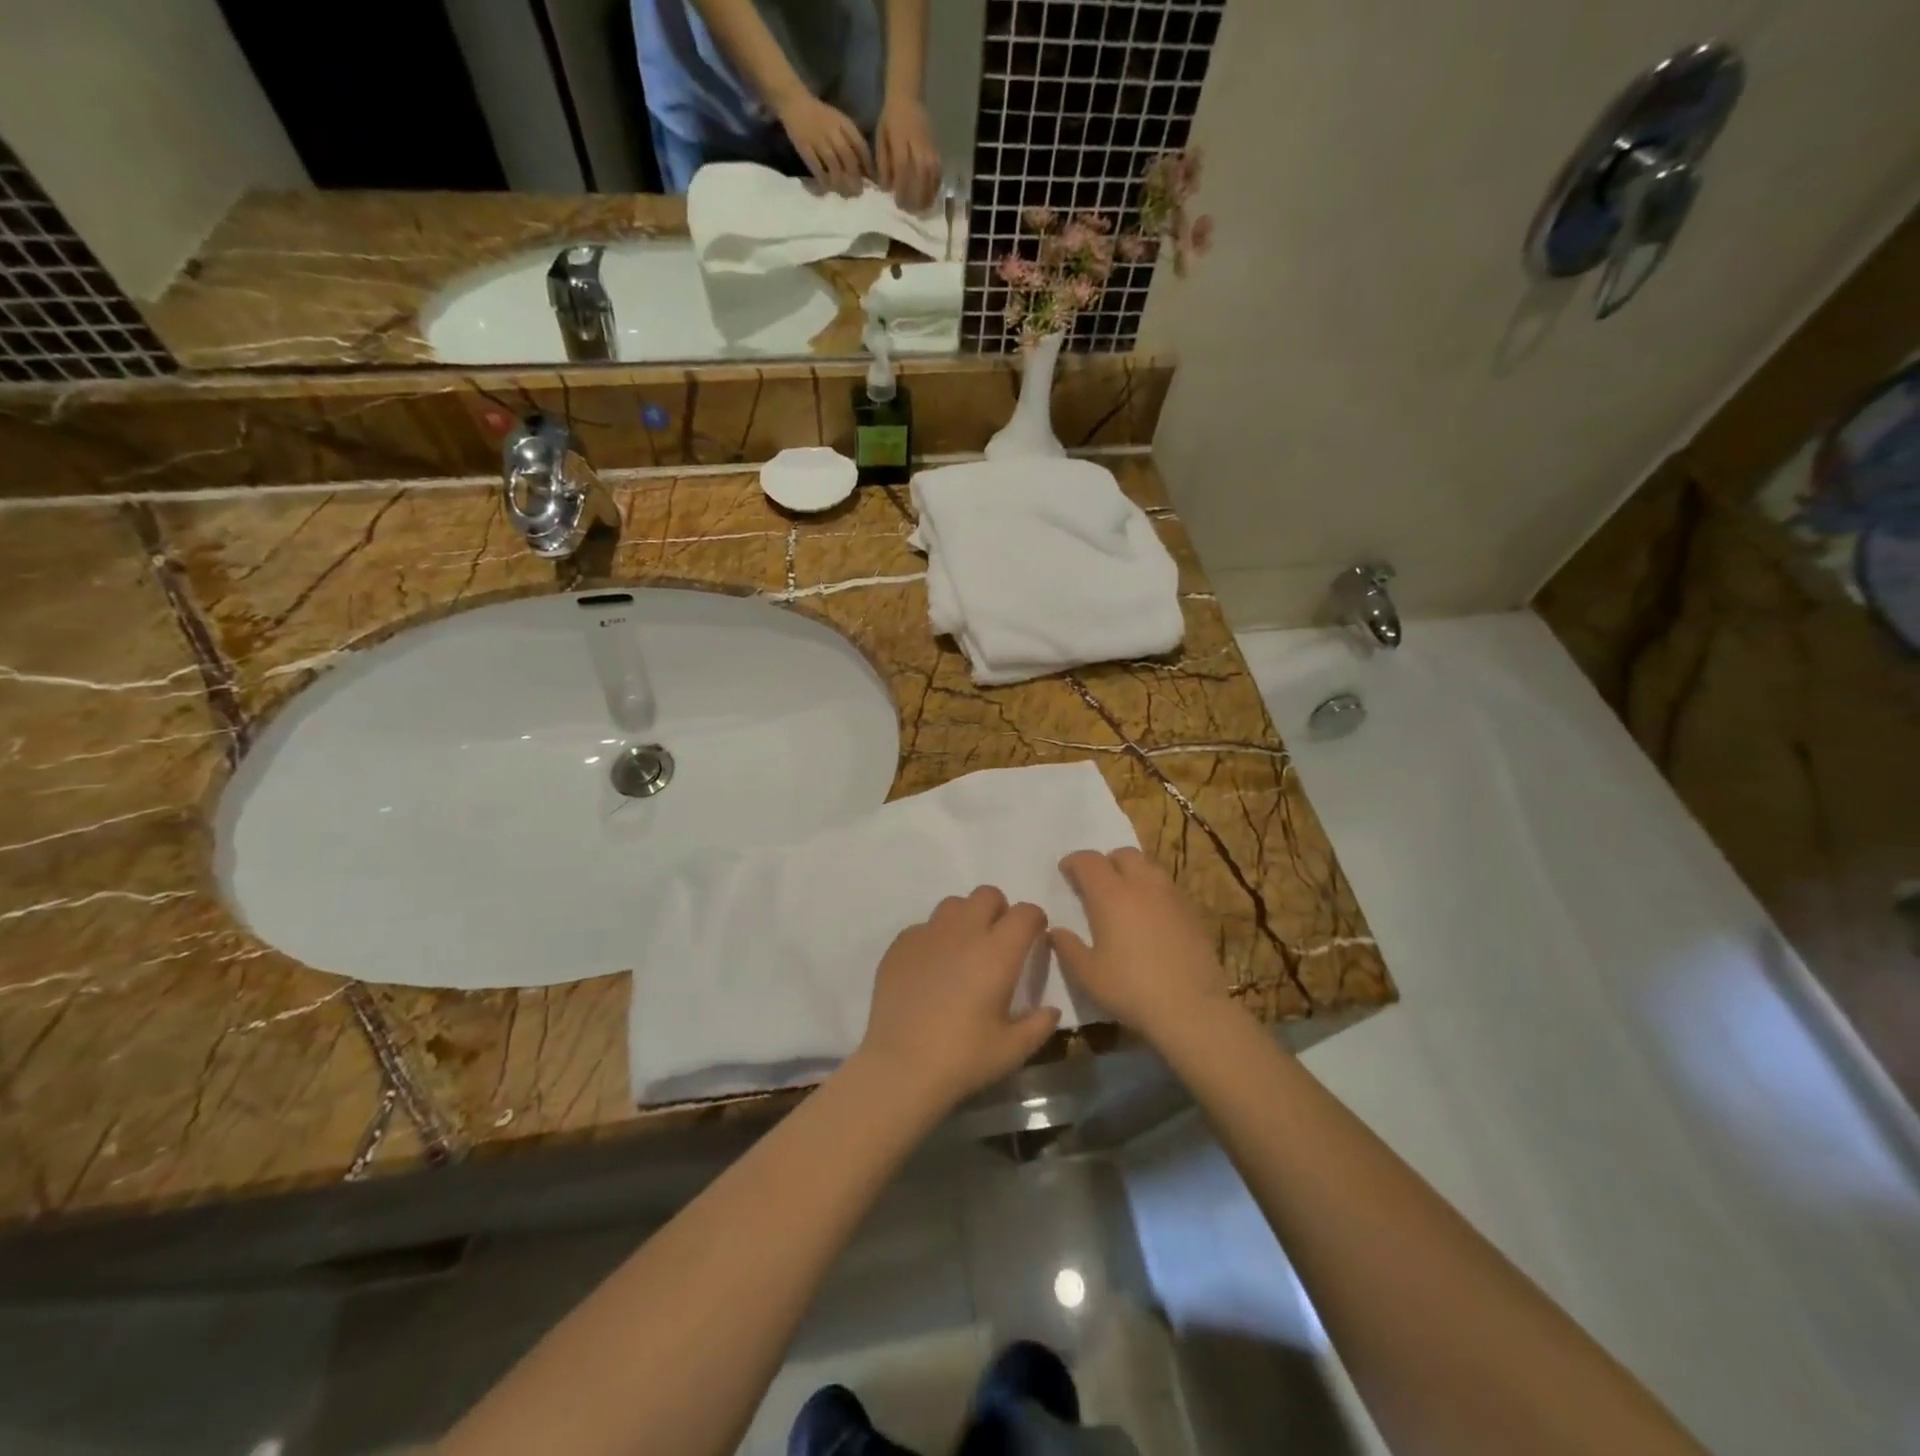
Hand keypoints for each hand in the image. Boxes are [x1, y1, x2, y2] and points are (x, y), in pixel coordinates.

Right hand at [776, 94, 873, 196]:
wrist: (795, 101)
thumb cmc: (821, 116)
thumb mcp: (840, 123)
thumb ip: (852, 142)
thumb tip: (865, 171)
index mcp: (843, 123)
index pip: (860, 146)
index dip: (867, 166)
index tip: (872, 182)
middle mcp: (832, 131)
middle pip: (848, 158)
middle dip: (855, 177)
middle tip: (858, 193)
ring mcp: (818, 139)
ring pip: (833, 165)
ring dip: (840, 182)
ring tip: (844, 193)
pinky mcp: (805, 146)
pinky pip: (817, 167)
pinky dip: (823, 180)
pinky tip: (827, 188)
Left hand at [853, 886, 1059, 1114]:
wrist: (900, 1067)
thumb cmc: (963, 1058)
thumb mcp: (1013, 1050)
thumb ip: (1039, 1024)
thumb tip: (1051, 1010)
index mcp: (998, 952)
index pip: (1025, 913)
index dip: (1034, 920)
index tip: (1034, 938)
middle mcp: (964, 932)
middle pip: (987, 895)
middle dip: (999, 910)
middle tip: (997, 942)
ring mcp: (928, 934)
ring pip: (953, 905)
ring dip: (965, 918)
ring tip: (963, 950)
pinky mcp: (900, 945)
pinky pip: (924, 927)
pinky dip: (934, 938)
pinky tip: (931, 969)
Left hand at [875, 98, 941, 211]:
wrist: (907, 97)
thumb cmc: (890, 120)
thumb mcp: (880, 139)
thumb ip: (883, 164)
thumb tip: (886, 189)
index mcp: (900, 139)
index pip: (903, 168)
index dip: (901, 188)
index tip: (898, 203)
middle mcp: (918, 145)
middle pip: (920, 175)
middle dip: (915, 196)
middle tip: (909, 211)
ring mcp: (929, 148)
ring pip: (931, 176)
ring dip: (926, 195)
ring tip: (921, 210)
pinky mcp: (937, 151)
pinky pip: (938, 173)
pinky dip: (935, 188)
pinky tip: (929, 198)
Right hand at [1052, 848, 1229, 1043]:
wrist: (1191, 1008)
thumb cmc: (1131, 989)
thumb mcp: (1087, 974)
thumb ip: (1068, 948)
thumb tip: (1056, 931)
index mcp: (1110, 894)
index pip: (1088, 861)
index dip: (1073, 862)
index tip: (1065, 872)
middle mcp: (1142, 885)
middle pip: (1123, 854)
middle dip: (1105, 862)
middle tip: (1095, 883)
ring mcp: (1171, 896)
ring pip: (1149, 867)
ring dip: (1132, 872)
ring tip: (1124, 896)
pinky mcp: (1191, 912)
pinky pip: (1166, 888)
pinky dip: (1152, 891)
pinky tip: (1149, 917)